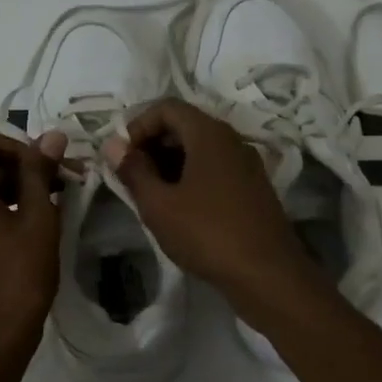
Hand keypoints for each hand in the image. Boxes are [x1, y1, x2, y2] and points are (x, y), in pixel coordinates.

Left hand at [0, 127, 67, 376]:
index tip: (45, 167)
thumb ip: (40, 172)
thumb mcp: (37, 220)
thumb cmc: (17, 279)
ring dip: (8, 190)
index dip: (15, 143)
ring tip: (48, 208)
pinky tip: (24, 232)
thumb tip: (52, 136)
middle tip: (59, 185)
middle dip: (18, 168)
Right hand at [102, 99, 322, 315]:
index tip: (122, 156)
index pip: (167, 107)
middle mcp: (231, 140)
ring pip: (200, 148)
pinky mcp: (252, 188)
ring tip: (150, 195)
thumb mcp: (159, 205)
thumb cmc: (207, 233)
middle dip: (152, 144)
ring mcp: (246, 164)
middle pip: (184, 125)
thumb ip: (133, 171)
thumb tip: (113, 145)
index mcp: (209, 134)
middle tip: (131, 176)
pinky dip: (190, 177)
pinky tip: (178, 208)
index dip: (138, 125)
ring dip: (169, 163)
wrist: (268, 275)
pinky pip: (214, 168)